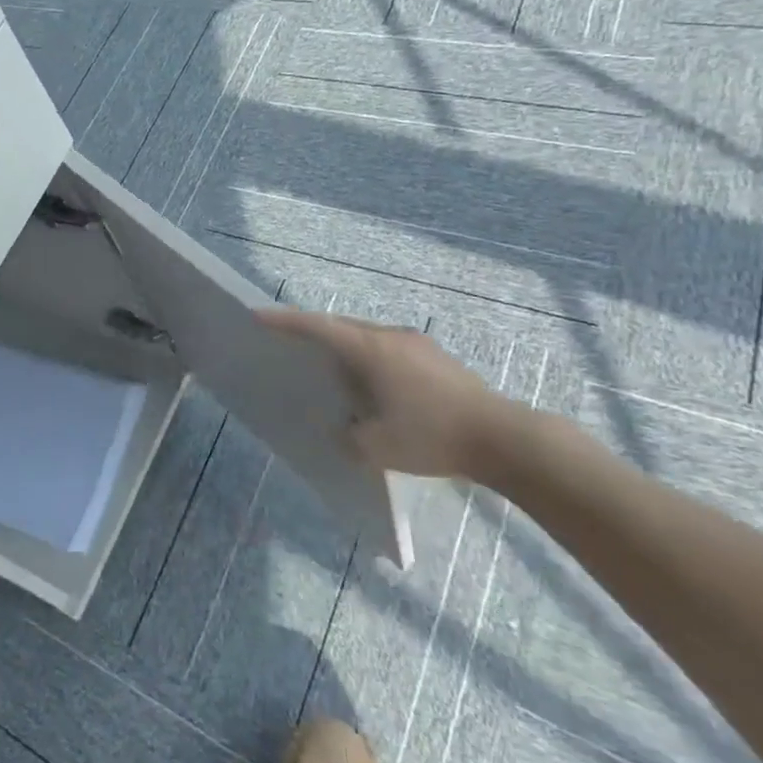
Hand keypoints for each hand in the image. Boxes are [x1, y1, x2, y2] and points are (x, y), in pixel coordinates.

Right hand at [258, 310, 518, 479]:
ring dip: (345, 347)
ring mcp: (417, 343)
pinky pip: (389, 348)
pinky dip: (370, 358)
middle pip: (341, 326)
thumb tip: (343, 427)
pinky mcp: (437, 357)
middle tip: (293, 344)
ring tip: (334, 371)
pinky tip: (376, 386)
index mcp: (368, 349)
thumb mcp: (375, 448)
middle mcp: (389, 336)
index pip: (316, 327)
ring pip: (367, 336)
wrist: (503, 439)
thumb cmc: (430, 437)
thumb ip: (347, 435)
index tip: (258, 315)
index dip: (284, 321)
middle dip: (314, 332)